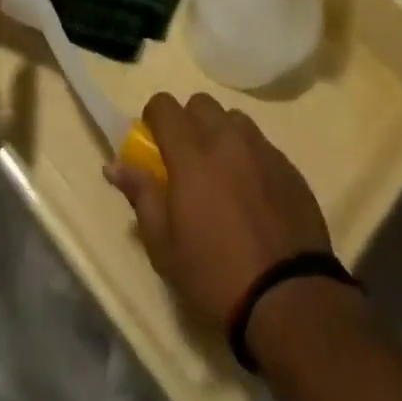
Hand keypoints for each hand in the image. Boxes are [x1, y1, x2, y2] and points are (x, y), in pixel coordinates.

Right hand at [105, 92, 331, 324]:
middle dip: (188, 121)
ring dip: (221, 133)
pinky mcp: (288, 165)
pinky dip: (249, 155)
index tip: (153, 139)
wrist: (287, 296)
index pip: (165, 105)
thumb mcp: (164, 246)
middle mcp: (226, 139)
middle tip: (186, 158)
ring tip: (221, 172)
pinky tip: (251, 191)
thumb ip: (140, 195)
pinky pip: (261, 143)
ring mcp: (261, 148)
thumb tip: (114, 165)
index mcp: (191, 154)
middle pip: (201, 104)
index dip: (154, 115)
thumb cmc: (214, 275)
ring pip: (234, 119)